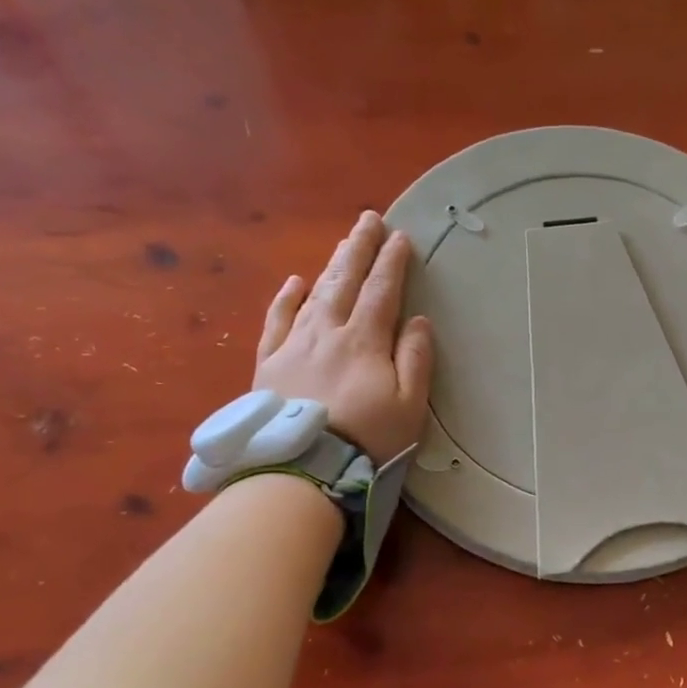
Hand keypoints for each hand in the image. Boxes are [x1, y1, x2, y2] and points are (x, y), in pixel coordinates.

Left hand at [252, 211, 434, 462]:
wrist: (302, 468)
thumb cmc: (366, 439)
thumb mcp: (409, 405)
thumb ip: (415, 359)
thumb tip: (416, 320)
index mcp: (365, 341)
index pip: (381, 291)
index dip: (393, 262)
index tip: (401, 236)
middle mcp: (328, 332)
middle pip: (346, 281)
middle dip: (360, 248)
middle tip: (369, 219)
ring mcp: (294, 345)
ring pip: (315, 294)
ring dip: (332, 265)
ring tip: (344, 243)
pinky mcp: (269, 363)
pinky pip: (276, 321)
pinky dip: (286, 298)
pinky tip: (295, 282)